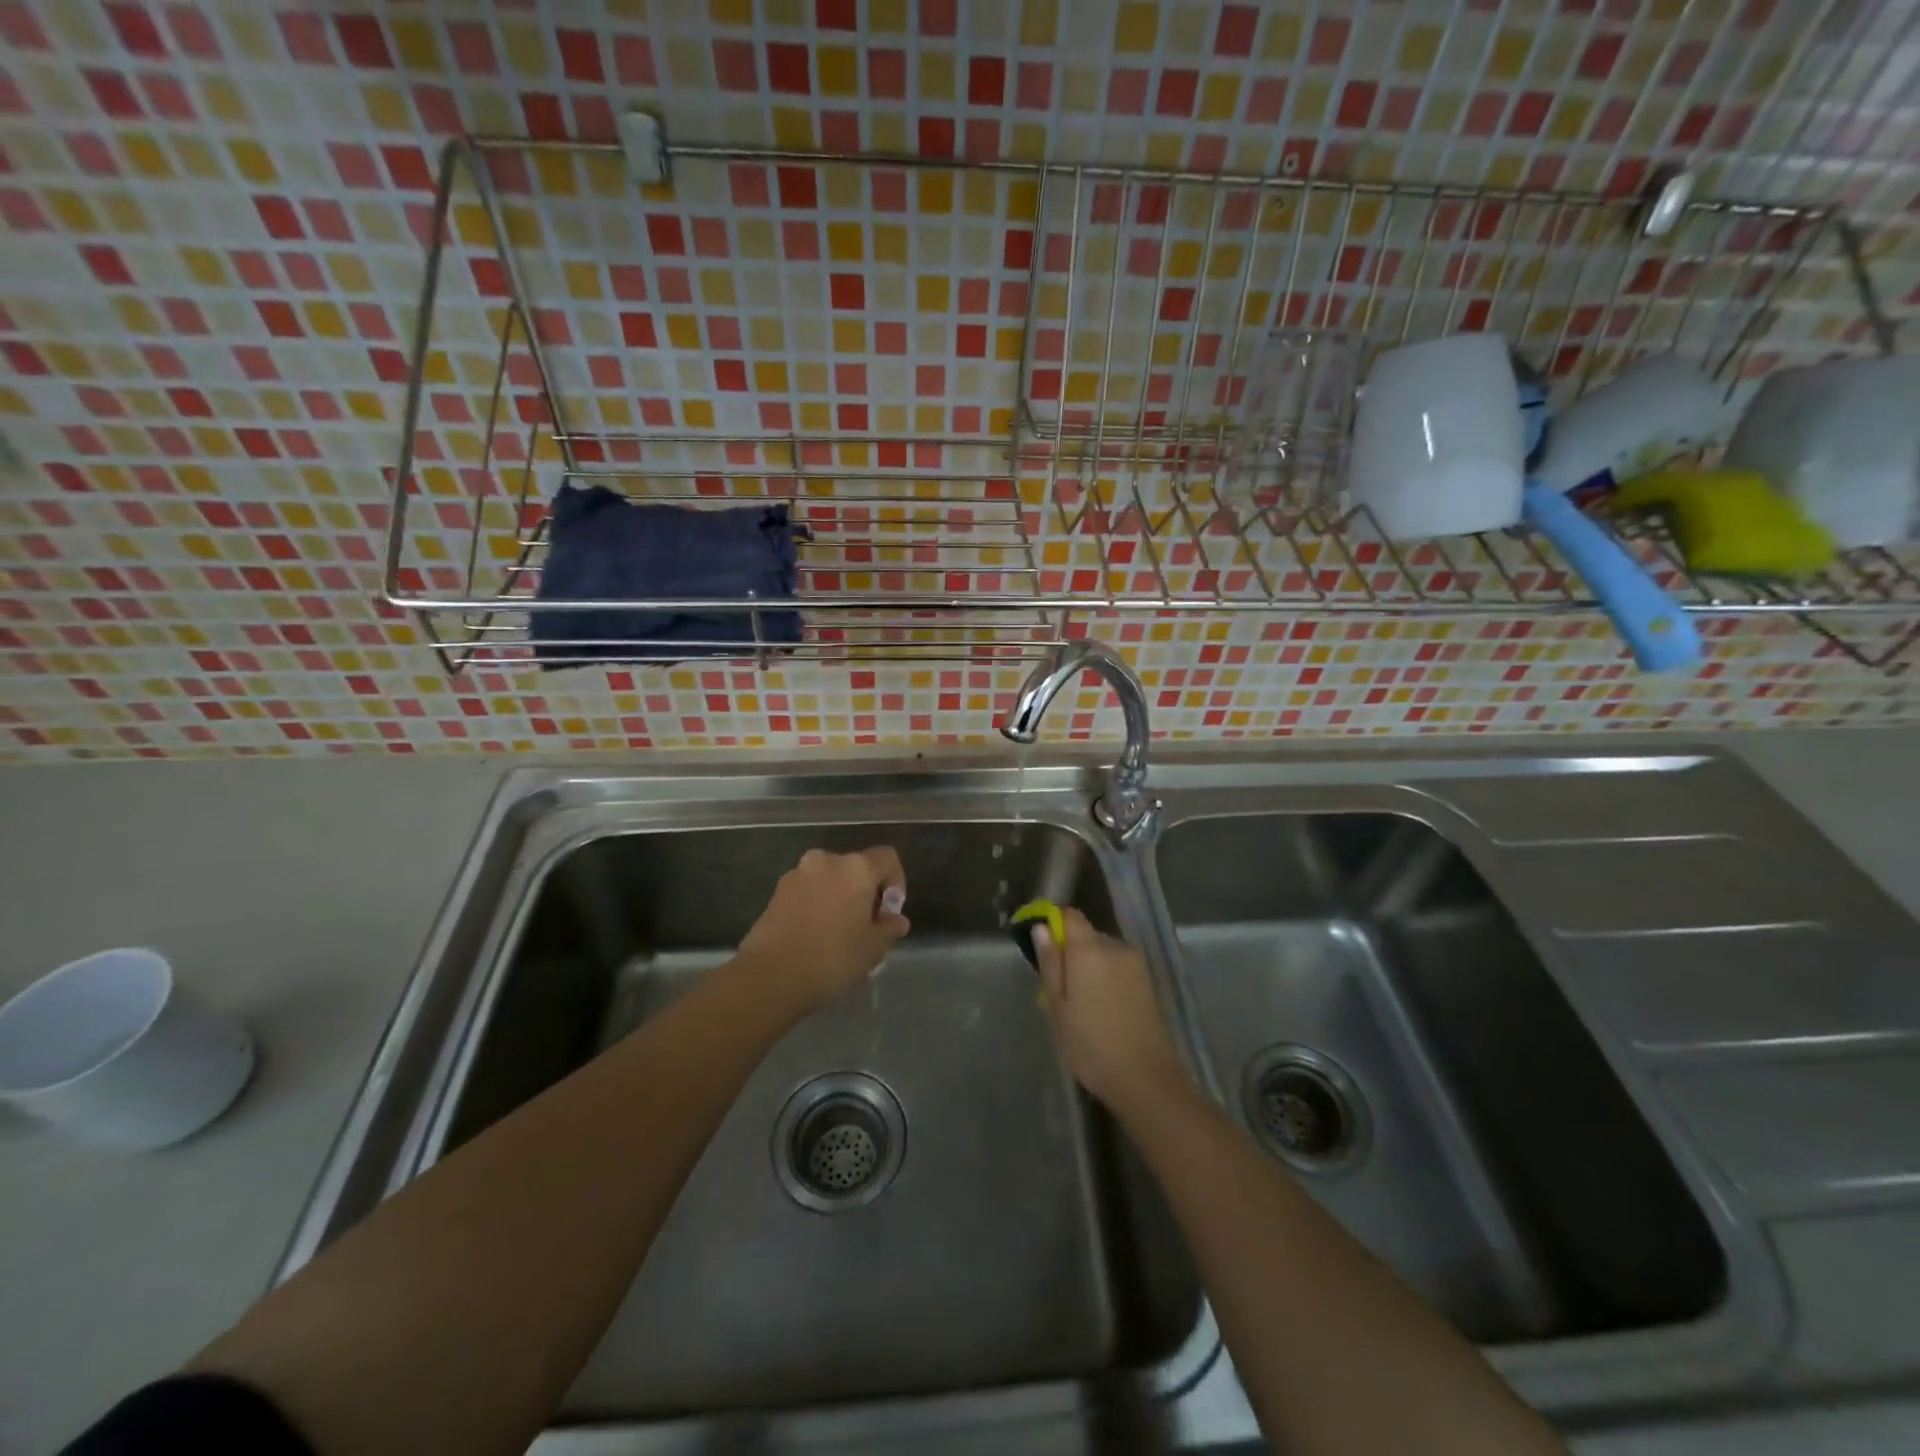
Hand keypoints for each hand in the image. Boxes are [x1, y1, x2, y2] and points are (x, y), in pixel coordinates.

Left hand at [737, 846, 909, 1012]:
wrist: (770, 975)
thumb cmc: (832, 957)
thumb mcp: (873, 948)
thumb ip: (889, 928)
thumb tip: (896, 920)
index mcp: (856, 868)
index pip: (887, 859)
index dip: (896, 882)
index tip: (889, 913)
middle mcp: (827, 861)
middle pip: (856, 868)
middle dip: (865, 892)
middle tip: (866, 926)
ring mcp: (797, 874)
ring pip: (829, 879)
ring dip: (839, 897)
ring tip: (838, 933)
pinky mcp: (776, 892)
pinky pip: (807, 891)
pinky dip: (816, 905)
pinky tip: (814, 935)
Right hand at [1033, 907, 1188, 1114]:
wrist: (1146, 1079)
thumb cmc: (1091, 1045)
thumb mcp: (1058, 1007)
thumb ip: (1050, 963)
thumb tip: (1041, 927)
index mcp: (1090, 949)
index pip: (1069, 915)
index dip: (1052, 921)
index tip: (1040, 944)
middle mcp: (1116, 947)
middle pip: (1086, 934)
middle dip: (1070, 951)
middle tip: (1057, 988)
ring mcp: (1136, 964)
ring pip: (1103, 952)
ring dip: (1088, 966)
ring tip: (1080, 1004)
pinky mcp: (1148, 982)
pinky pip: (1118, 967)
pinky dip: (1105, 977)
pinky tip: (1101, 1008)